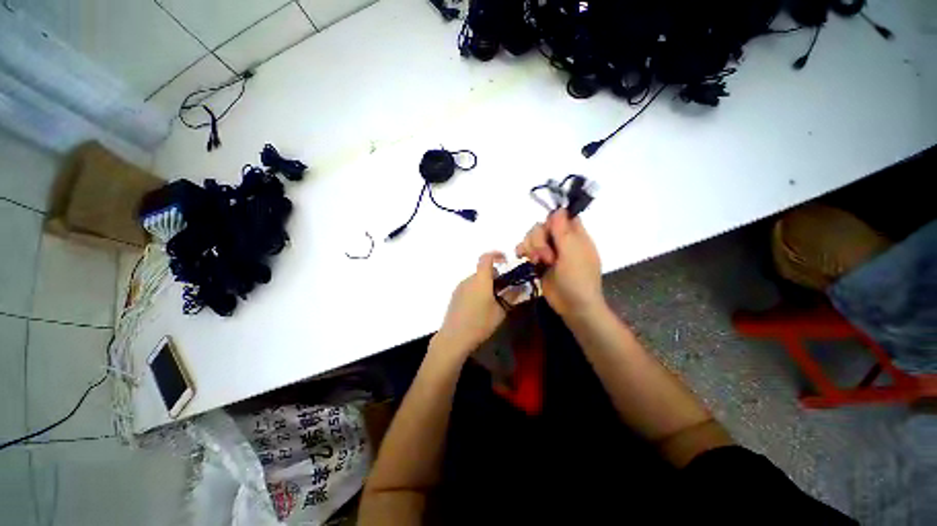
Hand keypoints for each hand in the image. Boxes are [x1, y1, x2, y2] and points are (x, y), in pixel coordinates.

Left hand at [435, 252, 506, 353]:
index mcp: (480, 280)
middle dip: (494, 275)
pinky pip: (469, 287)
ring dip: (485, 284)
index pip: (486, 258)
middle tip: (503, 289)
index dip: (496, 255)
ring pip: (476, 279)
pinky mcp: (455, 296)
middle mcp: (469, 280)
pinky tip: (480, 307)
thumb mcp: (500, 312)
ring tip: (492, 301)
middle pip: (483, 270)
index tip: (505, 260)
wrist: (454, 337)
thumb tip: (519, 288)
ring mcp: (460, 287)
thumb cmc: (480, 323)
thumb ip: (510, 297)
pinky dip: (477, 290)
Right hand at [516, 210, 603, 318]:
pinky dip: (523, 251)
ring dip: (531, 247)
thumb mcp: (572, 253)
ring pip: (532, 237)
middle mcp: (561, 241)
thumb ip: (563, 230)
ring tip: (537, 262)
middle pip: (542, 226)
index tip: (548, 230)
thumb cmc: (578, 279)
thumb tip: (559, 208)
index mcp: (575, 236)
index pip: (562, 217)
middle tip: (545, 257)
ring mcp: (549, 252)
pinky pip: (526, 249)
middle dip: (538, 239)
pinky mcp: (538, 262)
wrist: (573, 306)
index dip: (552, 220)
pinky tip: (523, 258)